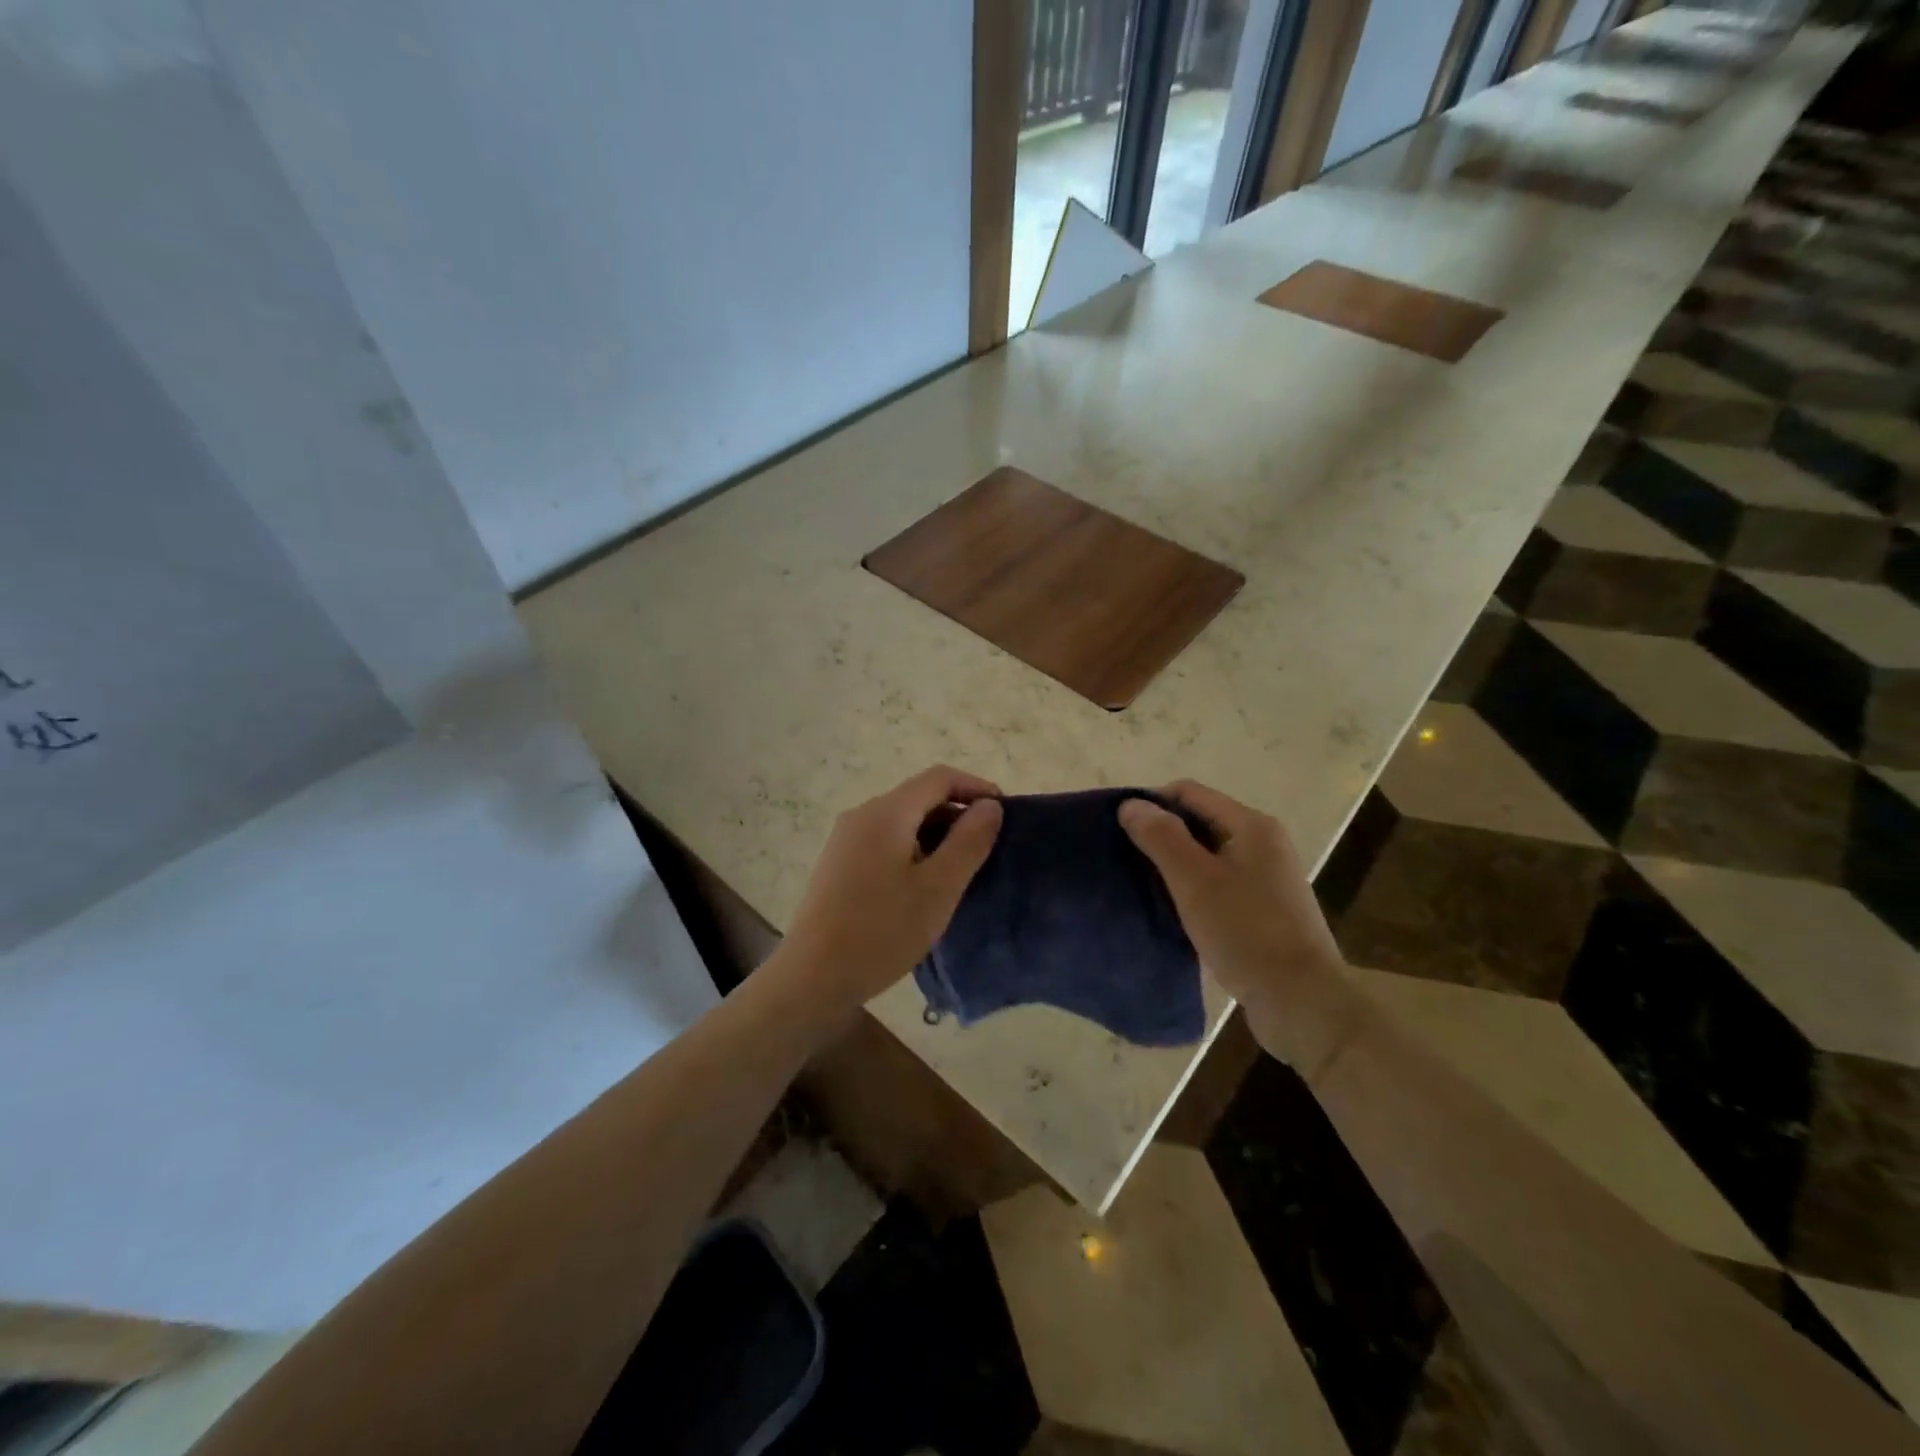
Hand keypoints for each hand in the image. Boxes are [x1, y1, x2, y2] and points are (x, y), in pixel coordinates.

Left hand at [773, 766, 1003, 1018]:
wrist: (812, 977)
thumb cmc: (882, 931)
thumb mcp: (938, 888)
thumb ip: (969, 841)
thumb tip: (990, 806)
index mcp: (887, 812)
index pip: (939, 778)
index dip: (976, 787)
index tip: (1005, 814)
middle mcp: (862, 815)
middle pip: (920, 797)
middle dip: (958, 814)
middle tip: (988, 849)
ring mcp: (846, 839)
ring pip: (903, 821)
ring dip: (937, 835)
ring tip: (962, 870)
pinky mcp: (839, 863)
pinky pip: (886, 841)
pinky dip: (914, 850)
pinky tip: (925, 885)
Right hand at [1120, 782, 1361, 1073]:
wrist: (1301, 1001)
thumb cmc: (1246, 931)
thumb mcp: (1194, 880)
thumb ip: (1161, 837)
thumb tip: (1131, 804)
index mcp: (1252, 826)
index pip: (1189, 793)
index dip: (1152, 803)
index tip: (1118, 829)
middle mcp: (1263, 844)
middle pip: (1199, 822)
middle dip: (1161, 835)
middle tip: (1123, 858)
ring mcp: (1266, 879)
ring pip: (1207, 856)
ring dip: (1174, 865)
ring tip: (1139, 884)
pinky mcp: (1263, 911)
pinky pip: (1217, 885)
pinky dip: (1192, 889)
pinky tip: (1169, 909)